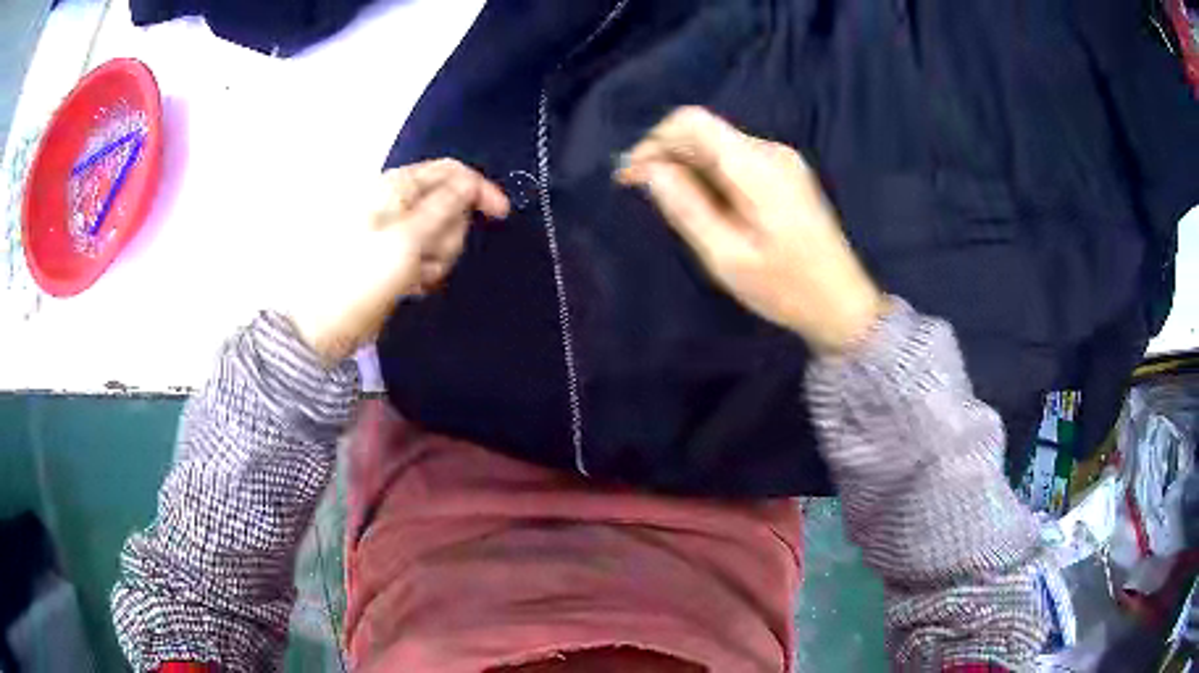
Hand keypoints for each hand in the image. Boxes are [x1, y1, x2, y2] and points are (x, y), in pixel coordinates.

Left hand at [288, 159, 508, 363]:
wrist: (327, 326)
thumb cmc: (362, 277)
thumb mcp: (406, 239)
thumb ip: (443, 206)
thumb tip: (470, 183)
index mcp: (396, 188)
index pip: (450, 172)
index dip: (478, 188)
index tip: (501, 214)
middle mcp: (399, 205)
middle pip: (450, 205)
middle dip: (449, 233)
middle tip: (428, 257)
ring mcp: (398, 234)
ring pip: (443, 235)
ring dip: (438, 257)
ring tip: (415, 276)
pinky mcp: (398, 259)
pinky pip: (429, 257)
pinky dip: (427, 271)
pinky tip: (411, 285)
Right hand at [616, 107, 882, 354]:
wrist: (843, 304)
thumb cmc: (786, 288)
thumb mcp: (727, 255)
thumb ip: (686, 206)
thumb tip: (649, 170)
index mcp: (756, 165)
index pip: (692, 121)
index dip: (654, 140)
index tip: (632, 175)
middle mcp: (770, 151)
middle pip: (704, 132)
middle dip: (666, 154)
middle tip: (640, 192)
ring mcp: (781, 161)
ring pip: (718, 146)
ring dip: (686, 166)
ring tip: (668, 203)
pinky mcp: (785, 175)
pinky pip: (735, 161)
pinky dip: (709, 174)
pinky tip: (701, 204)